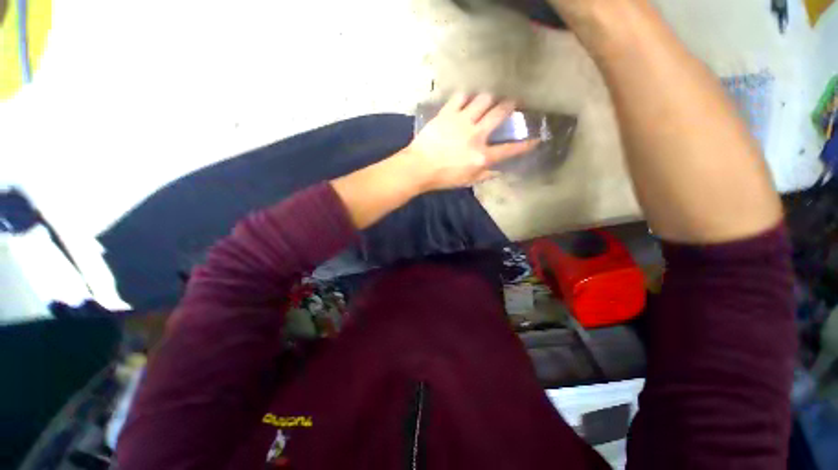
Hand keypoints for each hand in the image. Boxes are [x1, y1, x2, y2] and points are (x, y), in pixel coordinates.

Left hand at [403, 93, 538, 191]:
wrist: (419, 167)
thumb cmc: (443, 177)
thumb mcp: (466, 181)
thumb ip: (484, 175)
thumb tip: (498, 171)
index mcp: (482, 155)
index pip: (509, 149)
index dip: (525, 144)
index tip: (536, 139)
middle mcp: (477, 135)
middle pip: (499, 113)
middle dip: (509, 106)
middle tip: (510, 103)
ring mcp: (462, 121)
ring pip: (483, 99)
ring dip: (487, 99)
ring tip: (485, 101)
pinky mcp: (447, 113)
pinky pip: (460, 97)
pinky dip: (465, 96)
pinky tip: (465, 99)